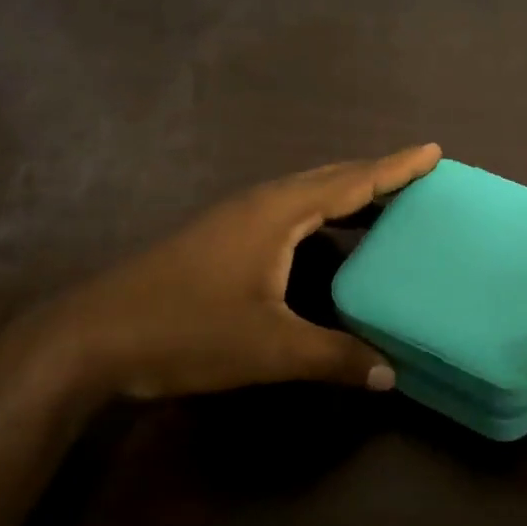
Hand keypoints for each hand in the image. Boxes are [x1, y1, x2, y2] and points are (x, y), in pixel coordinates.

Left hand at [7, 144, 440, 403]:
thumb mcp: (269, 348)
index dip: (396, 167)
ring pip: (306, 193)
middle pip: (331, 177)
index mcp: (279, 212)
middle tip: (419, 177)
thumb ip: (334, 356)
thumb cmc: (187, 330)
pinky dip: (321, 213)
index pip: (352, 181)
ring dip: (347, 193)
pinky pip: (288, 210)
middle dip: (377, 174)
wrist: (92, 336)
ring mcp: (237, 218)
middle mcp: (261, 203)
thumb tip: (392, 374)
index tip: (434, 150)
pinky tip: (326, 239)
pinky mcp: (222, 237)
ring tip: (385, 203)